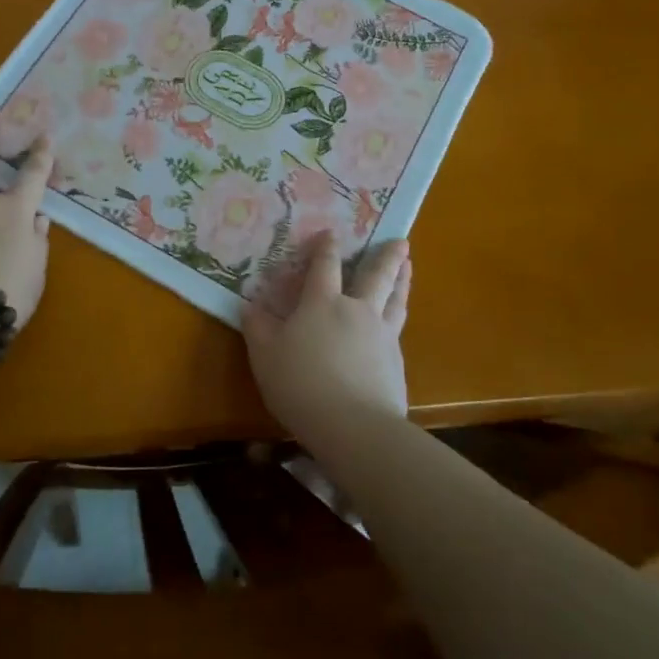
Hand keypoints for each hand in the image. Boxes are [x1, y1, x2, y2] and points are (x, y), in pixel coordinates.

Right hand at [242, 232, 412, 440]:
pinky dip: (399, 315)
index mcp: (322, 303)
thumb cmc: (300, 384)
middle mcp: (357, 310)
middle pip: (376, 276)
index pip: (325, 266)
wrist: (353, 425)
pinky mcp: (396, 361)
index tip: (330, 232)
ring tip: (408, 266)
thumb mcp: (265, 356)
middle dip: (387, 256)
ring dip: (403, 279)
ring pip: (396, 299)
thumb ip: (258, 328)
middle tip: (401, 240)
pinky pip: (398, 328)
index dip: (326, 247)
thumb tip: (249, 305)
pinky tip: (398, 319)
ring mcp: (382, 335)